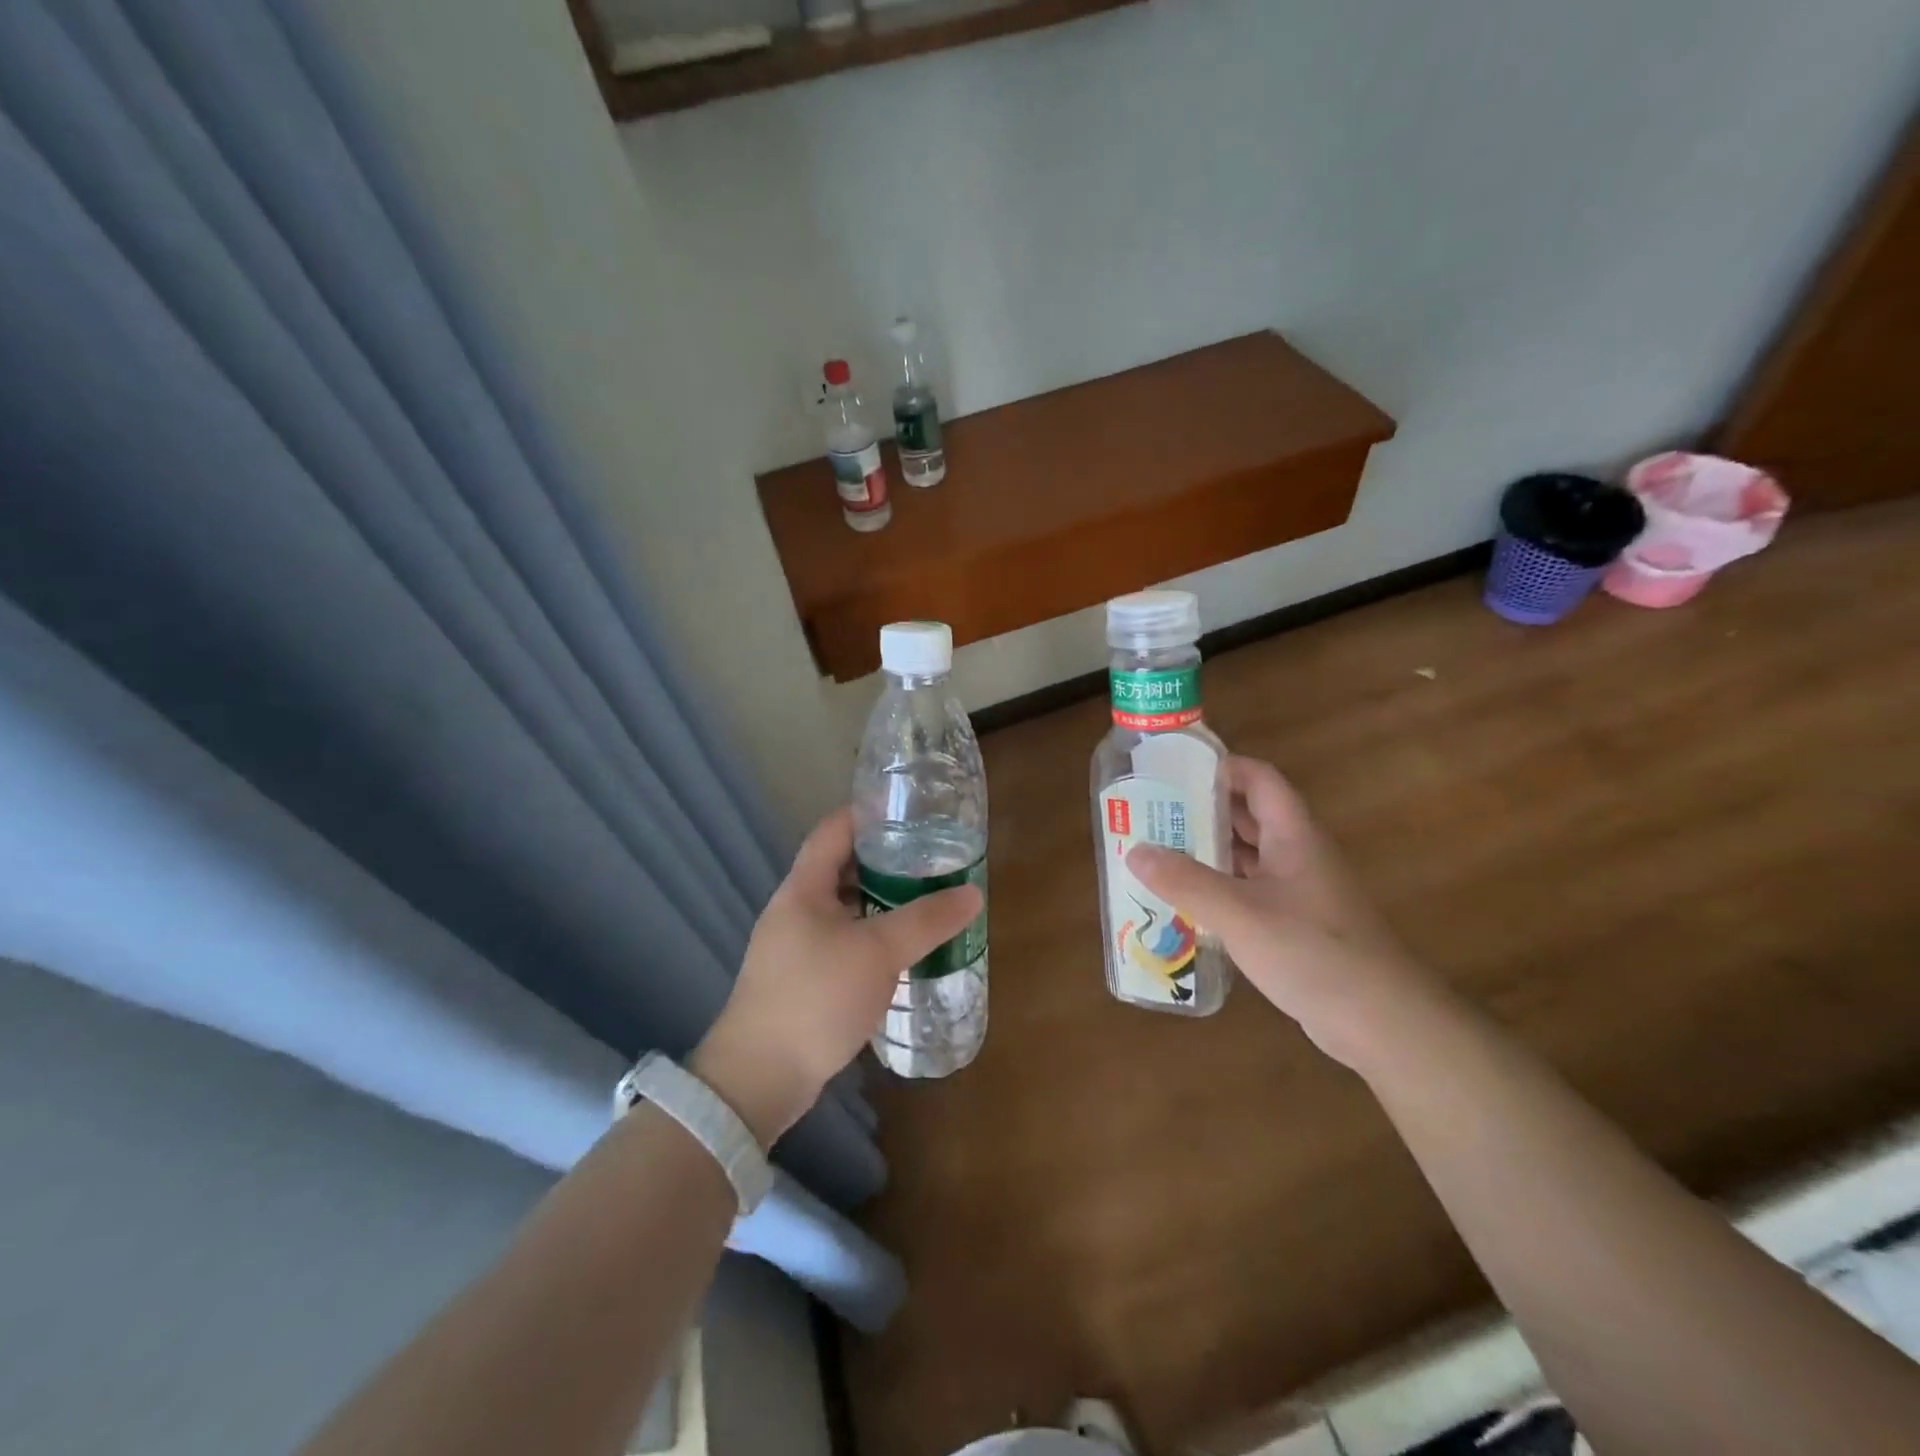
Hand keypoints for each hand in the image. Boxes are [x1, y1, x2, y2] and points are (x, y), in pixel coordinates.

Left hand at [692, 808, 983, 1145]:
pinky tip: (900, 950)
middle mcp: (794, 909)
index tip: (911, 811)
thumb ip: (926, 921)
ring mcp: (794, 945)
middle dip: (884, 860)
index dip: (869, 813)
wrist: (758, 1078)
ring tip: (924, 900)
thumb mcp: (878, 953)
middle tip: (930, 858)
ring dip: (880, 901)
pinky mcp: (800, 978)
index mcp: (804, 888)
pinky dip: (870, 935)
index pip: (834, 829)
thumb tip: (972, 894)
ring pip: (843, 907)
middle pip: (840, 867)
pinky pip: (841, 940)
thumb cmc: (816, 998)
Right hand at [1127, 756, 1433, 1065]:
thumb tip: (1135, 850)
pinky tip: (1187, 902)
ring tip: (1159, 853)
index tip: (1175, 771)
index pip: (1259, 779)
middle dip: (1203, 811)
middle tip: (1154, 814)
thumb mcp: (1239, 912)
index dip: (1221, 767)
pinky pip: (1250, 891)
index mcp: (1293, 835)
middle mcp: (1298, 854)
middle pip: (1249, 816)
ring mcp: (1300, 891)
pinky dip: (1220, 889)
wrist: (1381, 1021)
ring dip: (1209, 852)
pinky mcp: (1296, 925)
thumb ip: (1185, 881)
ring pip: (1249, 856)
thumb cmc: (1311, 951)